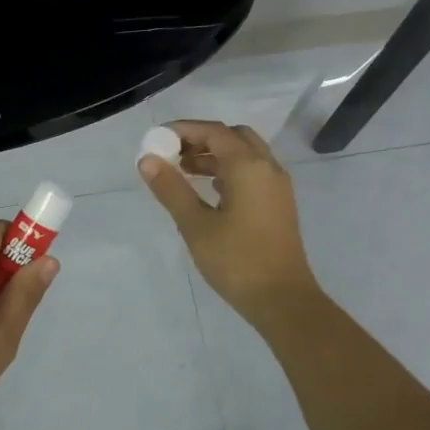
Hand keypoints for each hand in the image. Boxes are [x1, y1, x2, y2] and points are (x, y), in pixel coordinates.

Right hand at [139, 120, 320, 324]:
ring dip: (215, 155)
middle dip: (201, 139)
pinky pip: (252, 172)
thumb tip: (147, 160)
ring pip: (245, 155)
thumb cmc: (236, 261)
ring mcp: (277, 186)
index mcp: (249, 167)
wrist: (282, 299)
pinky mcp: (278, 204)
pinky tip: (209, 190)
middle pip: (233, 137)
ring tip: (183, 171)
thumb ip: (171, 189)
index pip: (214, 132)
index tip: (157, 138)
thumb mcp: (195, 225)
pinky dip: (229, 170)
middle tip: (172, 154)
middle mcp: (267, 168)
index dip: (184, 130)